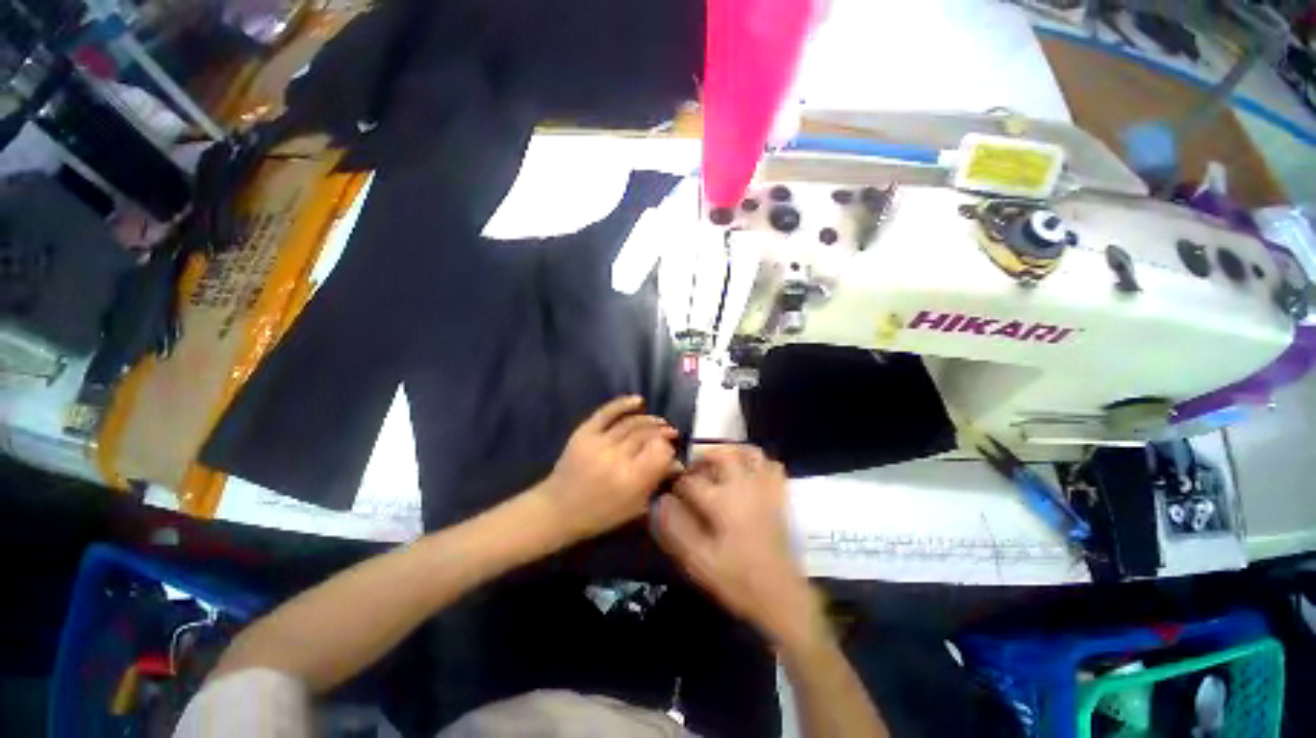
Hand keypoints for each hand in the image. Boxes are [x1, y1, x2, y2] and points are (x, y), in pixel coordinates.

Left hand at [537, 396, 678, 542]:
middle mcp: (617, 457)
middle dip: (663, 433)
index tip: (672, 450)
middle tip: (671, 433)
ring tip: (660, 422)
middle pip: (648, 436)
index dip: (669, 448)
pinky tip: (639, 401)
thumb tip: (677, 463)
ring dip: (650, 420)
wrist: (558, 509)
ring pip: (632, 423)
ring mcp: (599, 442)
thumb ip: (656, 482)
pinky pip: (607, 412)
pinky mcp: (584, 432)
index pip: (660, 453)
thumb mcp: (634, 507)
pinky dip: (623, 404)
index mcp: (631, 480)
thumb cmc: (600, 514)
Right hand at [653, 446, 820, 646]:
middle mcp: (744, 485)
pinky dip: (757, 462)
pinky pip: (771, 465)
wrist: (782, 596)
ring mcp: (765, 488)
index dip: (676, 483)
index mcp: (721, 501)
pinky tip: (747, 472)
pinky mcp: (779, 495)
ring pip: (749, 453)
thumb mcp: (699, 560)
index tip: (669, 490)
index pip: (691, 481)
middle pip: (721, 455)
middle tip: (692, 469)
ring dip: (731, 453)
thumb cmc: (737, 579)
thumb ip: (676, 528)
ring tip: (718, 464)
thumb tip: (661, 501)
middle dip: (702, 458)